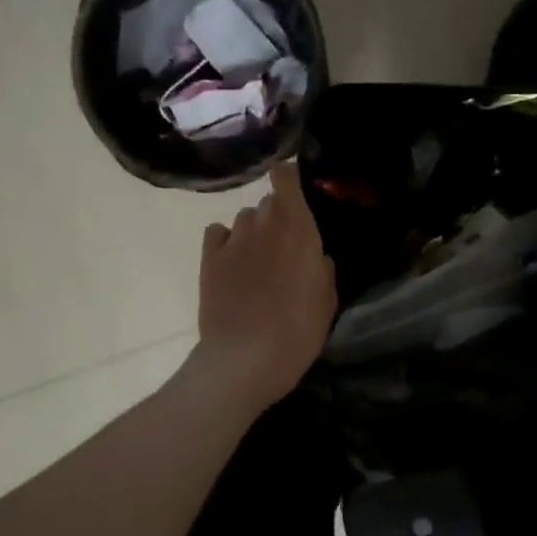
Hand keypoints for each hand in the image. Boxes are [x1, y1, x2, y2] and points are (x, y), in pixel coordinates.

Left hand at [186, 161, 336, 417]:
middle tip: (285, 246)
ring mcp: (233, 240)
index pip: (286, 178)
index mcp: (298, 229)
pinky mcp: (209, 259)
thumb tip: (316, 256)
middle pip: (268, 203)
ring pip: (244, 218)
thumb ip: (322, 268)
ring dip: (253, 231)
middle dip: (278, 216)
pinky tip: (232, 263)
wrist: (246, 358)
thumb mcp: (327, 300)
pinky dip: (226, 242)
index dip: (289, 177)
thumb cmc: (298, 330)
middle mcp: (264, 224)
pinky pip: (218, 233)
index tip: (297, 190)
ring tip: (258, 260)